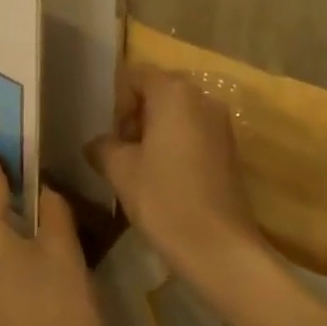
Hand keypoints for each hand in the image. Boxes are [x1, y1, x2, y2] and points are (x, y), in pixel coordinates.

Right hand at [90, 67, 266, 289]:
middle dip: (135, 115)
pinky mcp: (230, 149)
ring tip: (139, 166)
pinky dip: (175, 144)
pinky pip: (194, 132)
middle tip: (120, 150)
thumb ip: (103, 146)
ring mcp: (221, 123)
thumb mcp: (120, 170)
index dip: (117, 102)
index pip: (135, 76)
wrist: (220, 249)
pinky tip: (164, 178)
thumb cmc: (164, 199)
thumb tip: (96, 143)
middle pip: (158, 91)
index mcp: (174, 92)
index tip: (111, 135)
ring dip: (155, 131)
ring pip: (177, 113)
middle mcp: (202, 98)